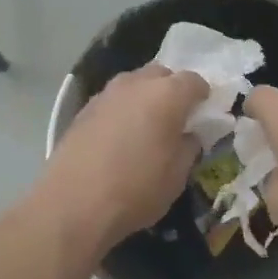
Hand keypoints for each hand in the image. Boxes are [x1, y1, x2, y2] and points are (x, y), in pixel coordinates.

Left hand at [37, 65, 209, 255]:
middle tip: (176, 117)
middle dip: (172, 90)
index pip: (194, 81)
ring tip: (147, 126)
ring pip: (134, 84)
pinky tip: (120, 136)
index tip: (204, 113)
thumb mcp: (177, 175)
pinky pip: (113, 100)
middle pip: (162, 74)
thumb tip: (188, 134)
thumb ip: (189, 146)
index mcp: (167, 94)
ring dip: (145, 97)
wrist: (73, 204)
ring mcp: (107, 94)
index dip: (203, 95)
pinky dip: (122, 110)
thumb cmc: (136, 189)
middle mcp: (136, 84)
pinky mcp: (84, 109)